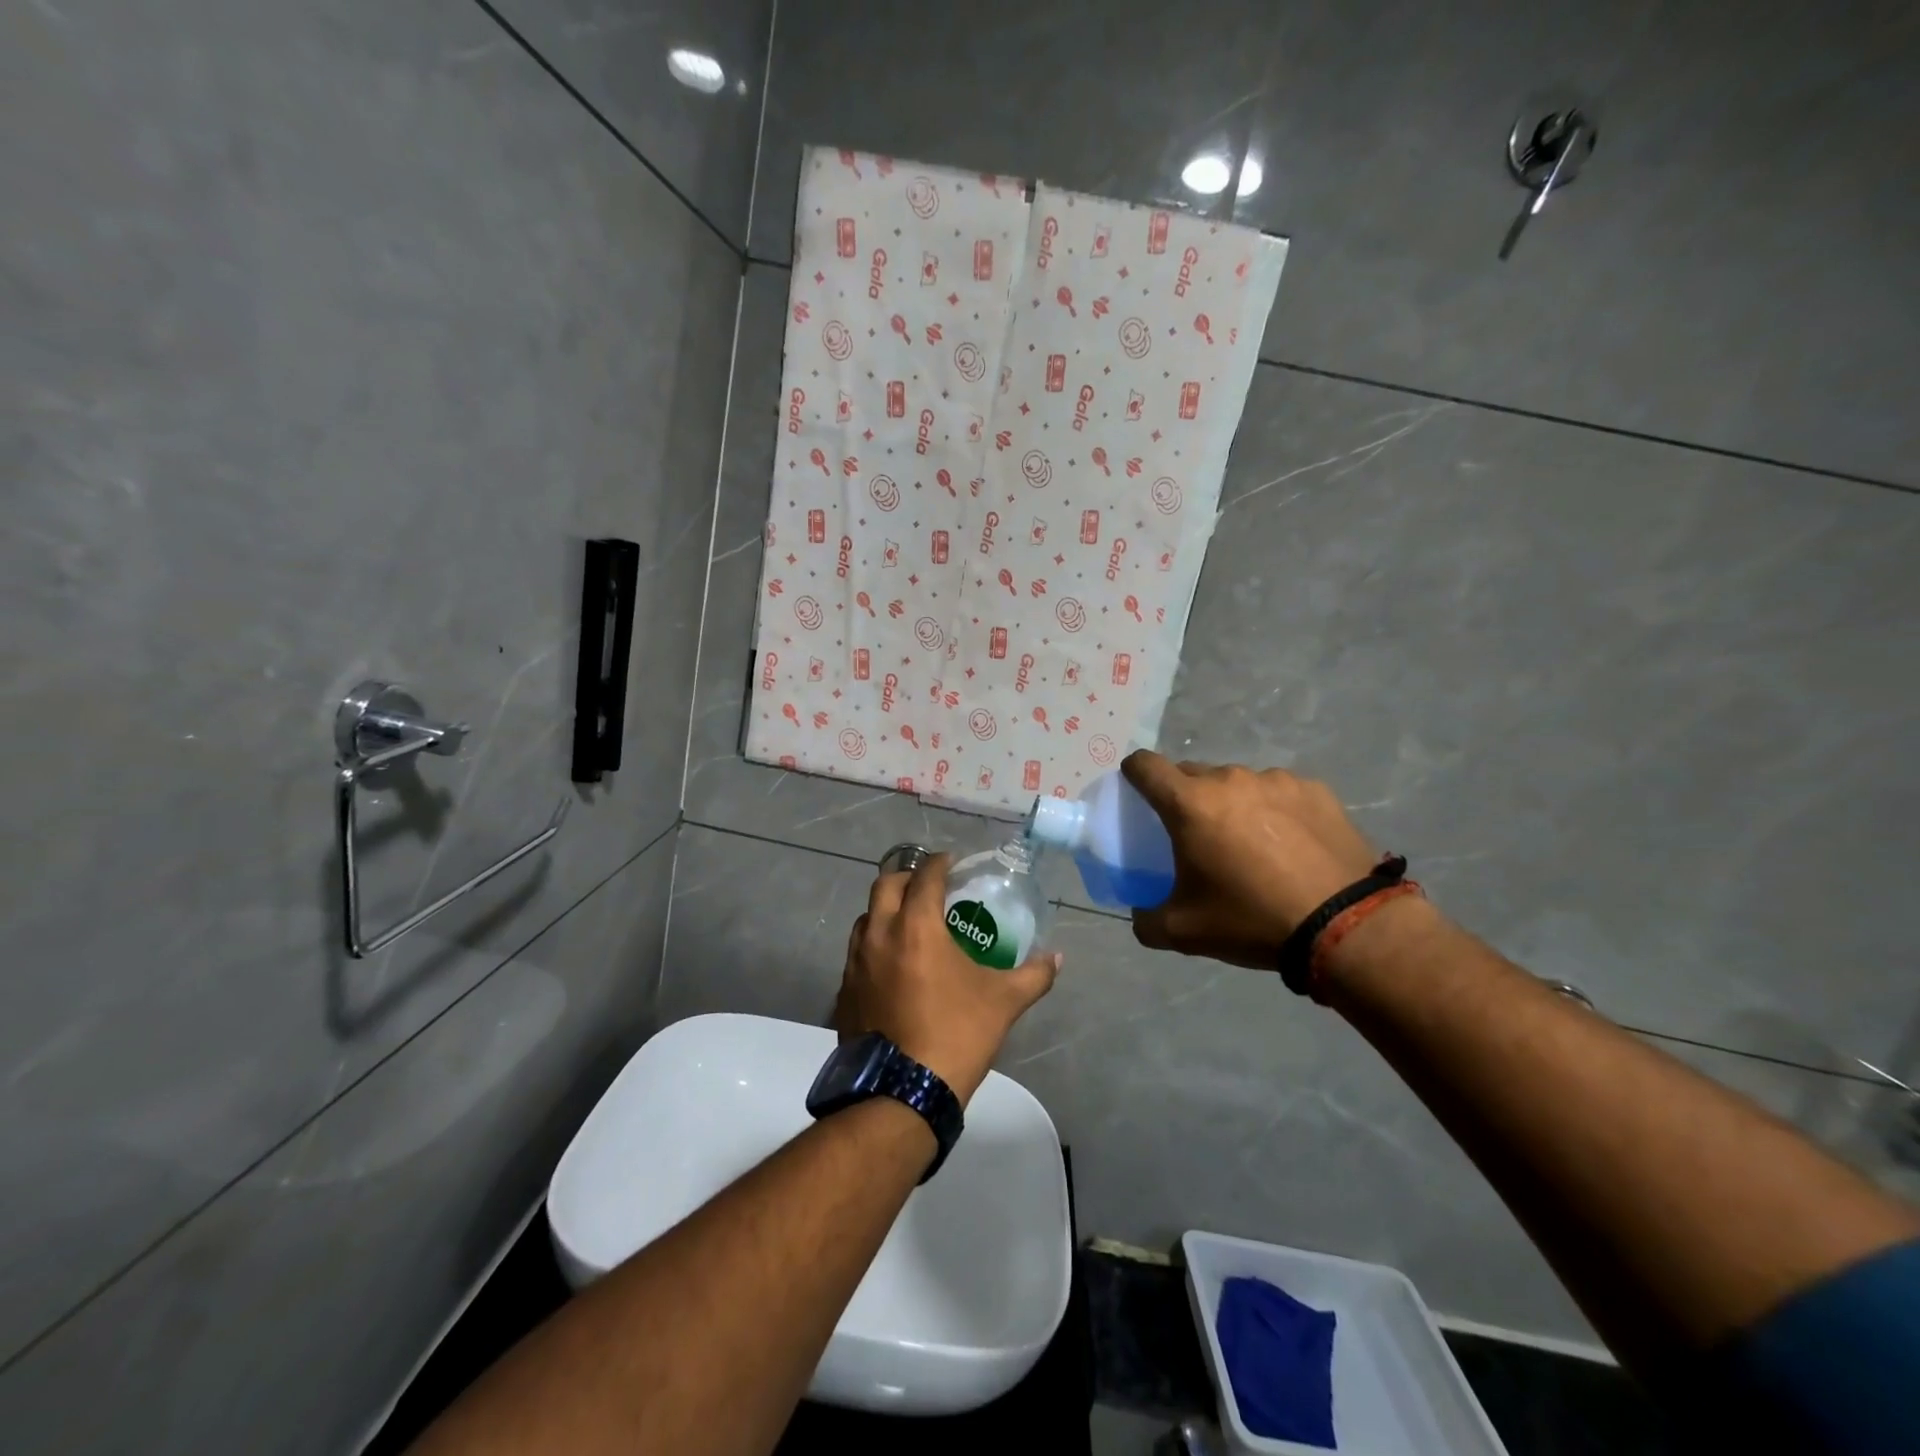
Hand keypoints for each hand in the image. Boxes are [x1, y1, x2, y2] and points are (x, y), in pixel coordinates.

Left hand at [834, 853, 1060, 1105]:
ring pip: (865, 918)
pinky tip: (892, 966)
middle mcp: (879, 934)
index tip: (952, 863)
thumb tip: (1058, 957)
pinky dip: (874, 945)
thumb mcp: (1003, 1002)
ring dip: (886, 910)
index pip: (924, 876)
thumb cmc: (957, 1034)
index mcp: (916, 926)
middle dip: (907, 878)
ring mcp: (855, 963)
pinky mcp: (844, 991)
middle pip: (885, 885)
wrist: (902, 1092)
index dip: (939, 863)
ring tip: (909, 924)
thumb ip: (1034, 974)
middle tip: (929, 887)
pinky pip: (856, 953)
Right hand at [1122, 750, 1377, 968]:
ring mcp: (1276, 780)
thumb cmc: (1251, 920)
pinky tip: (1291, 845)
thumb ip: (1146, 919)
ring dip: (1232, 804)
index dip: (1133, 774)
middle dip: (1186, 797)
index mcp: (1190, 803)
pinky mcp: (1315, 790)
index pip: (1145, 765)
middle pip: (1192, 774)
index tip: (1136, 792)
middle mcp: (1230, 779)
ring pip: (1238, 783)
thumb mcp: (1183, 932)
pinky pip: (1280, 793)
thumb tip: (1139, 914)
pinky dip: (1274, 811)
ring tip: (1252, 844)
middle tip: (1197, 834)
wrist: (1345, 926)